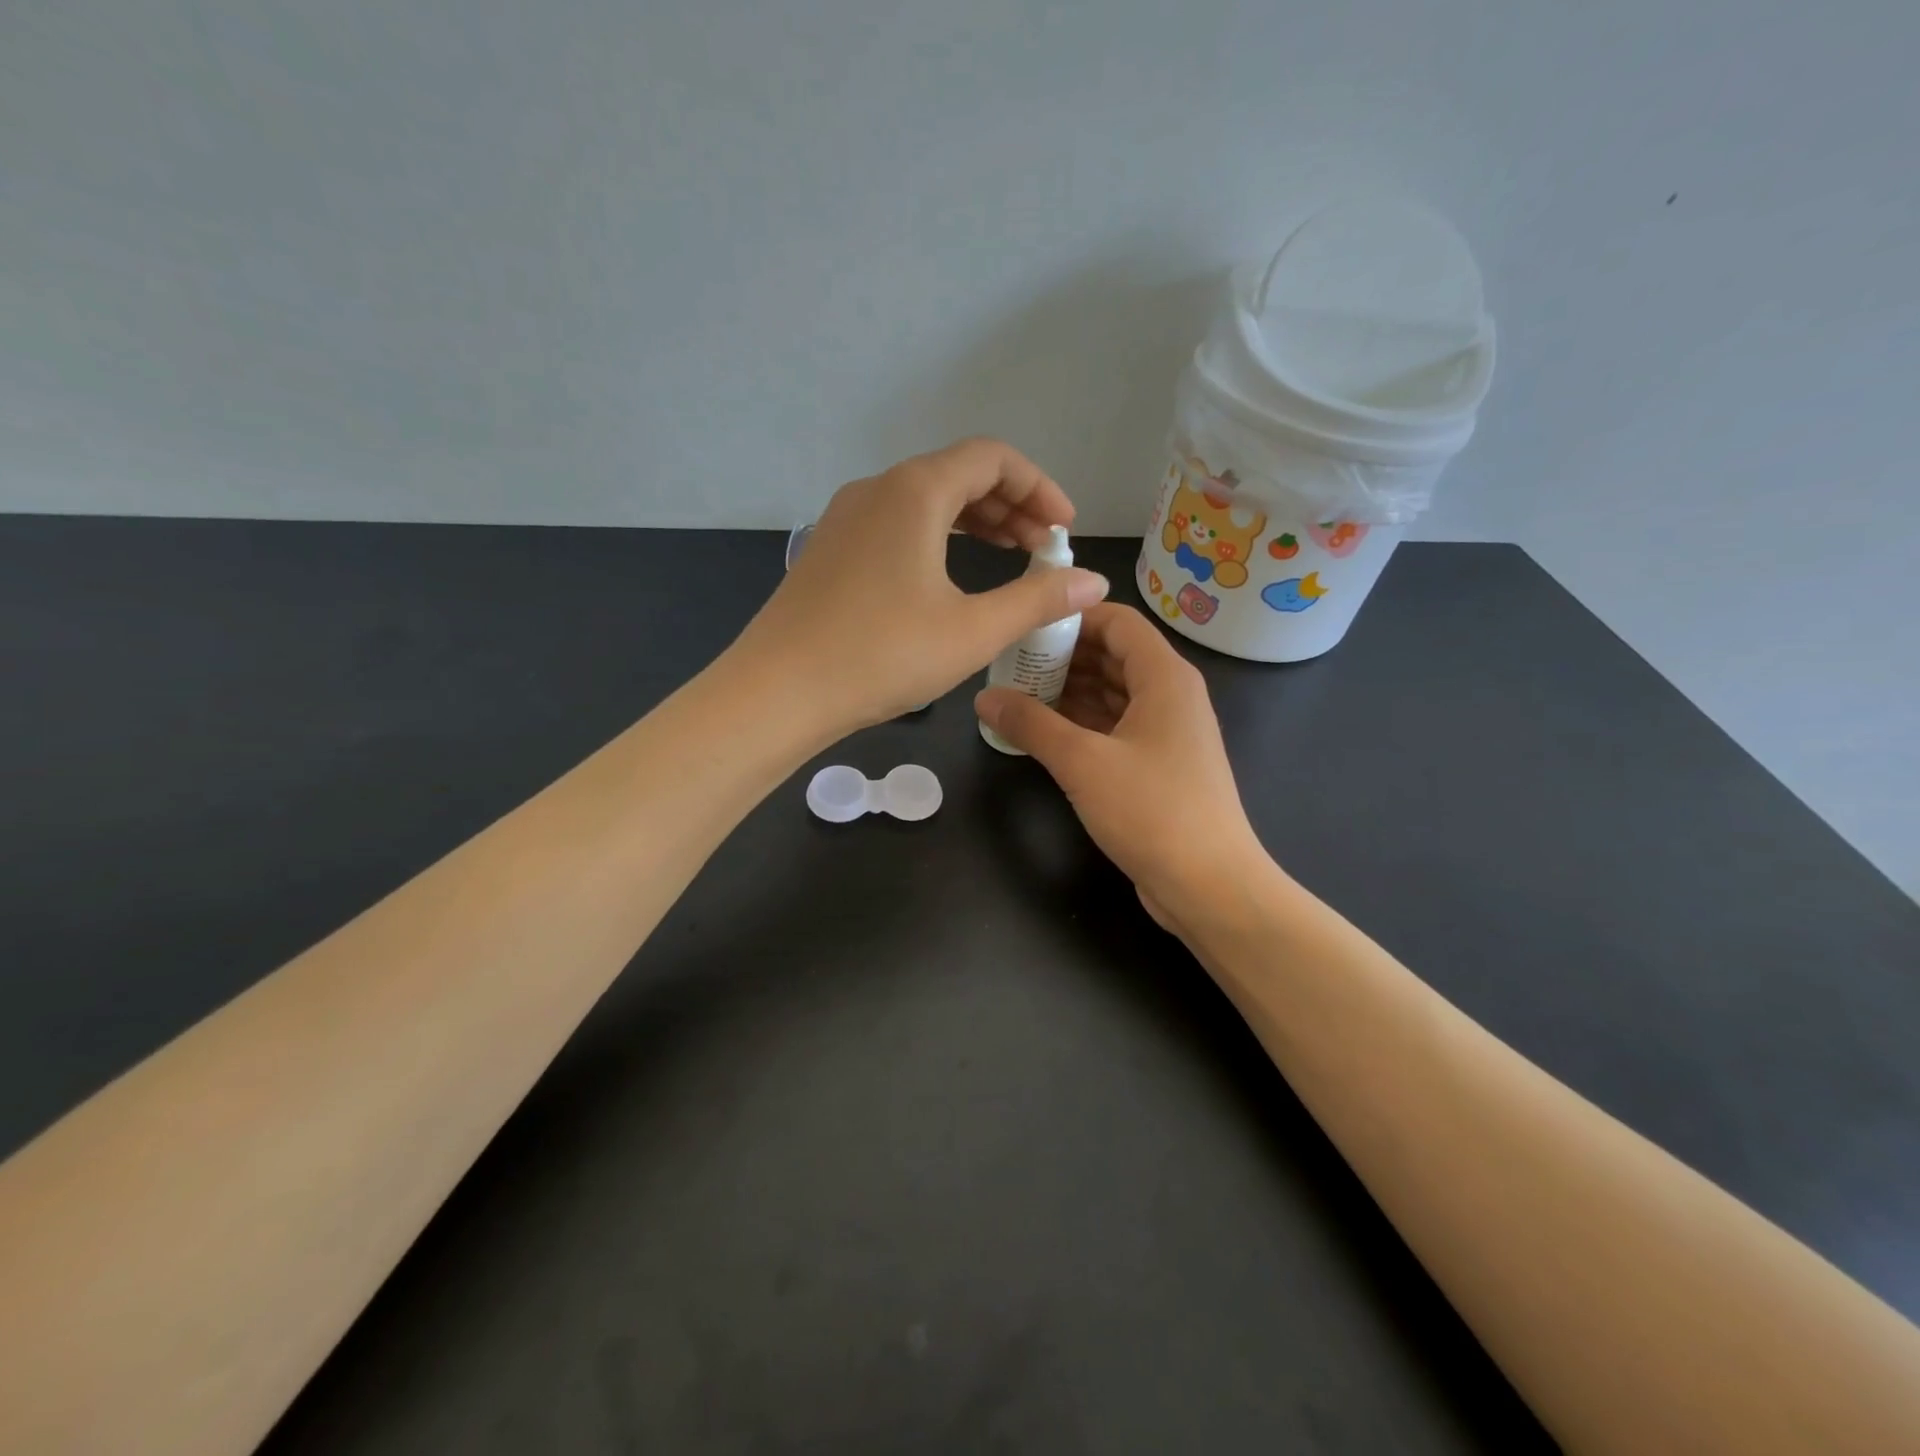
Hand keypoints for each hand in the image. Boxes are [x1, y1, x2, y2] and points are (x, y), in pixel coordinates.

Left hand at [734, 439, 1109, 731]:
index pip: (992, 459)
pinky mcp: (830, 548)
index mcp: (915, 492)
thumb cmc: (882, 656)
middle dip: (1011, 505)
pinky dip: (937, 536)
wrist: (779, 692)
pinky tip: (949, 574)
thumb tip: (1094, 582)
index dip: (1039, 487)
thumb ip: (1038, 599)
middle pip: (958, 473)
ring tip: (1009, 556)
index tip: (1065, 530)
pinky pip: (897, 523)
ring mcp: (846, 517)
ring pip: (925, 499)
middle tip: (1043, 549)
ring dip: (975, 521)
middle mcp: (878, 489)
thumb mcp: (972, 631)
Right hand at [974, 603, 1276, 934]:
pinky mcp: (1158, 767)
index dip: (1073, 616)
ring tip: (1018, 694)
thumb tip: (984, 697)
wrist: (1209, 885)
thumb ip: (1031, 724)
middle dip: (1064, 656)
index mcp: (1165, 678)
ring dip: (1070, 692)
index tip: (1026, 626)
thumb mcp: (1082, 763)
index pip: (1118, 622)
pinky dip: (1082, 724)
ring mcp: (1167, 734)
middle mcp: (1171, 696)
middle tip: (1011, 663)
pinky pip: (1116, 728)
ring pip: (1113, 695)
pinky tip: (1044, 732)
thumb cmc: (1152, 810)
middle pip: (1114, 656)